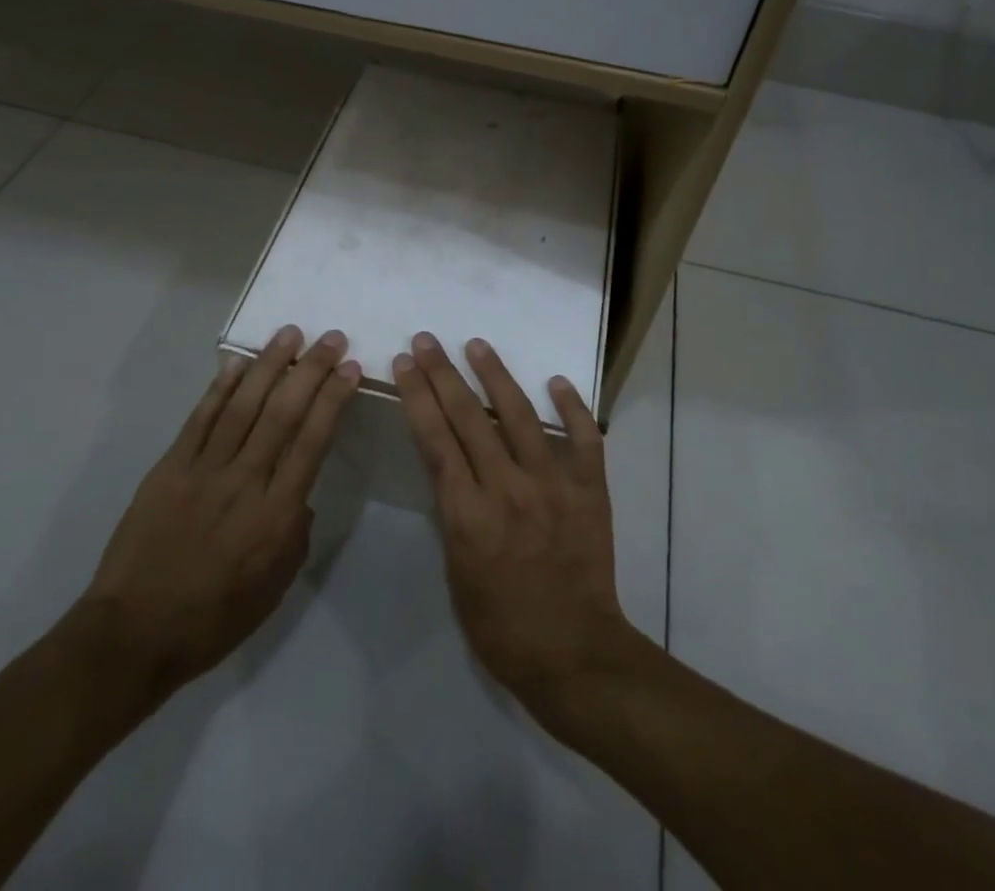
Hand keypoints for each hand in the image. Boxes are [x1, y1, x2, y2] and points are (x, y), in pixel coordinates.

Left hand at [77, 325, 359, 707]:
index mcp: (276, 514)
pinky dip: (220, 388)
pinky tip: (237, 364)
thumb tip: (298, 492)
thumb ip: (295, 531)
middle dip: (310, 370)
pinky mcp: (170, 468)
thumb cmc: (214, 618)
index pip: (312, 441)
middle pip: (283, 413)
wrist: (134, 633)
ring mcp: (204, 470)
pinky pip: (200, 419)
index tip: (350, 368)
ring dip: (269, 365)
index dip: (333, 399)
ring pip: (243, 405)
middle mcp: (245, 481)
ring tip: (290, 334)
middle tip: (331, 338)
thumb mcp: (275, 586)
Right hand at [395, 333, 640, 721]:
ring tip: (477, 345)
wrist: (574, 655)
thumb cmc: (502, 627)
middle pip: (468, 418)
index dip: (417, 397)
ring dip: (496, 376)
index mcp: (468, 514)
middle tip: (427, 341)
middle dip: (443, 374)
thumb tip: (451, 470)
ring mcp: (553, 485)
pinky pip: (584, 439)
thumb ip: (454, 514)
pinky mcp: (590, 491)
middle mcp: (508, 489)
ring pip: (521, 416)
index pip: (436, 440)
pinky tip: (557, 381)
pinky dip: (573, 408)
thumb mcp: (457, 573)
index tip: (405, 364)